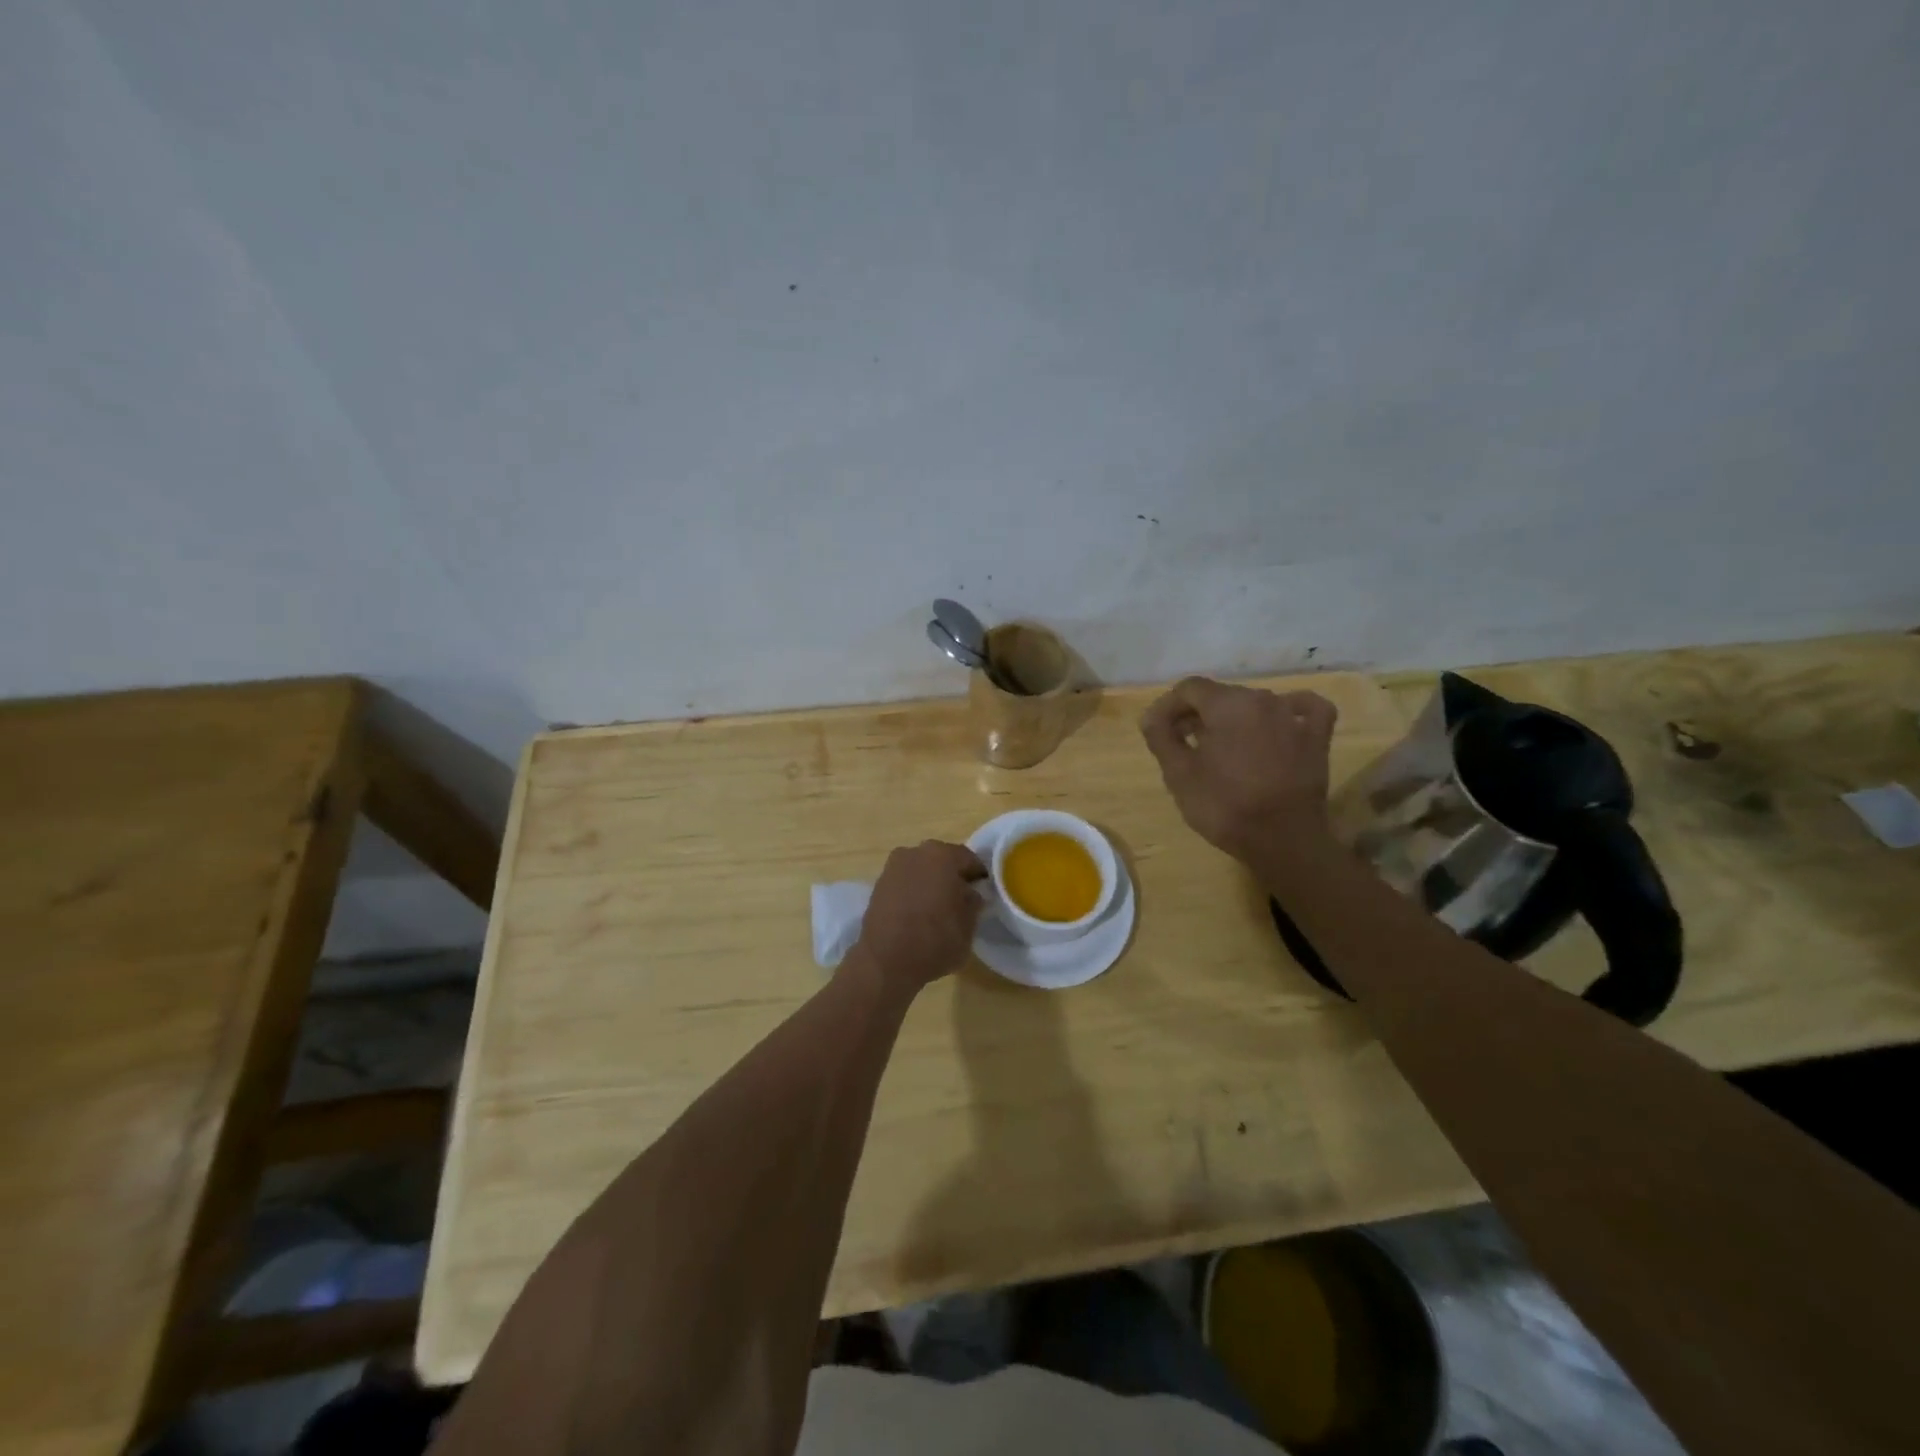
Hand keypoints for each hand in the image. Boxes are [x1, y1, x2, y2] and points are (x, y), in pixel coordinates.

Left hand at [850, 840, 987, 993]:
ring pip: (921, 869)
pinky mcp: (878, 884)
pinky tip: (917, 913)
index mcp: (943, 856)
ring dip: (930, 883)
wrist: (885, 962)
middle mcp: (916, 852)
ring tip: (937, 909)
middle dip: (952, 877)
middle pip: (942, 860)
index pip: (969, 859)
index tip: (982, 894)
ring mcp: (893, 867)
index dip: (978, 877)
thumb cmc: (934, 941)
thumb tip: (970, 894)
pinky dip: (913, 892)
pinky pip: (905, 882)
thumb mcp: (969, 926)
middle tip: (960, 901)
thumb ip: (974, 903)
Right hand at [1140, 677, 1338, 864]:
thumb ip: (1161, 737)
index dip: (1168, 707)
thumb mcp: (1178, 774)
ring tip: (1221, 747)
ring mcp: (1294, 717)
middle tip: (1183, 744)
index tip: (1159, 732)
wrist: (1283, 841)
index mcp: (1227, 704)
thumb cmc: (1224, 806)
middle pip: (1221, 695)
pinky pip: (1305, 709)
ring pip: (1255, 703)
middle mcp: (1263, 699)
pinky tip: (1280, 722)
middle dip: (1197, 714)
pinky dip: (1290, 710)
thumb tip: (1152, 716)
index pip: (1189, 688)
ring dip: (1233, 718)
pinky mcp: (1317, 738)